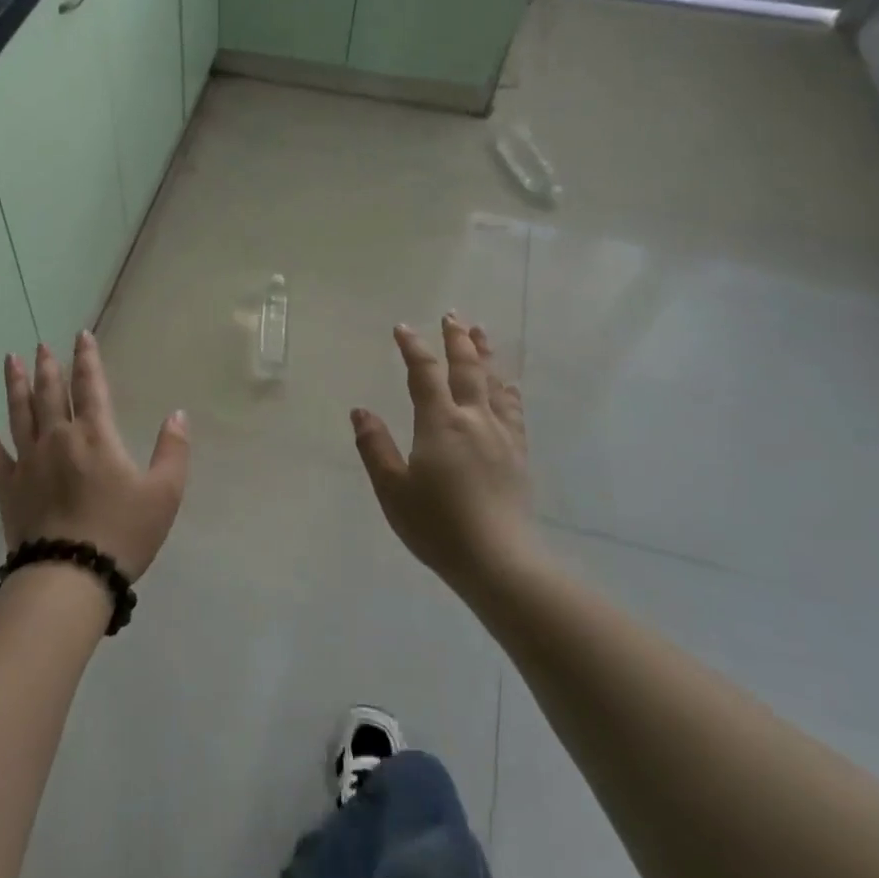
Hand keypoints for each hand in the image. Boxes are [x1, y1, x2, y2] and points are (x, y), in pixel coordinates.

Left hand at [0, 332, 189, 580]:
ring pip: (20, 413)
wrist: (71, 575)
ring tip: (11, 361)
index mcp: (95, 435)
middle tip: (42, 345)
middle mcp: (58, 438)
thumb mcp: (164, 493)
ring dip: (16, 385)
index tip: (81, 336)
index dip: (87, 359)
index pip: (91, 386)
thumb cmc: (122, 533)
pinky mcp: (8, 486)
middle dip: (48, 367)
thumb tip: (177, 415)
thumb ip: (173, 451)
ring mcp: (28, 460)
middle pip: (50, 393)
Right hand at [351, 315, 542, 594]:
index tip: (403, 328)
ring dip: (485, 356)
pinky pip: (514, 411)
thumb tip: (360, 411)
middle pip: (467, 369)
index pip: (424, 374)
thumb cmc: (437, 526)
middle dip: (457, 340)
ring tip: (481, 334)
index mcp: (440, 424)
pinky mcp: (518, 455)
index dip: (413, 348)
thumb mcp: (392, 489)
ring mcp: (502, 436)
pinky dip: (508, 391)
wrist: (499, 561)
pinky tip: (508, 387)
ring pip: (494, 384)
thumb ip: (374, 447)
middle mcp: (474, 420)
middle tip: (452, 315)